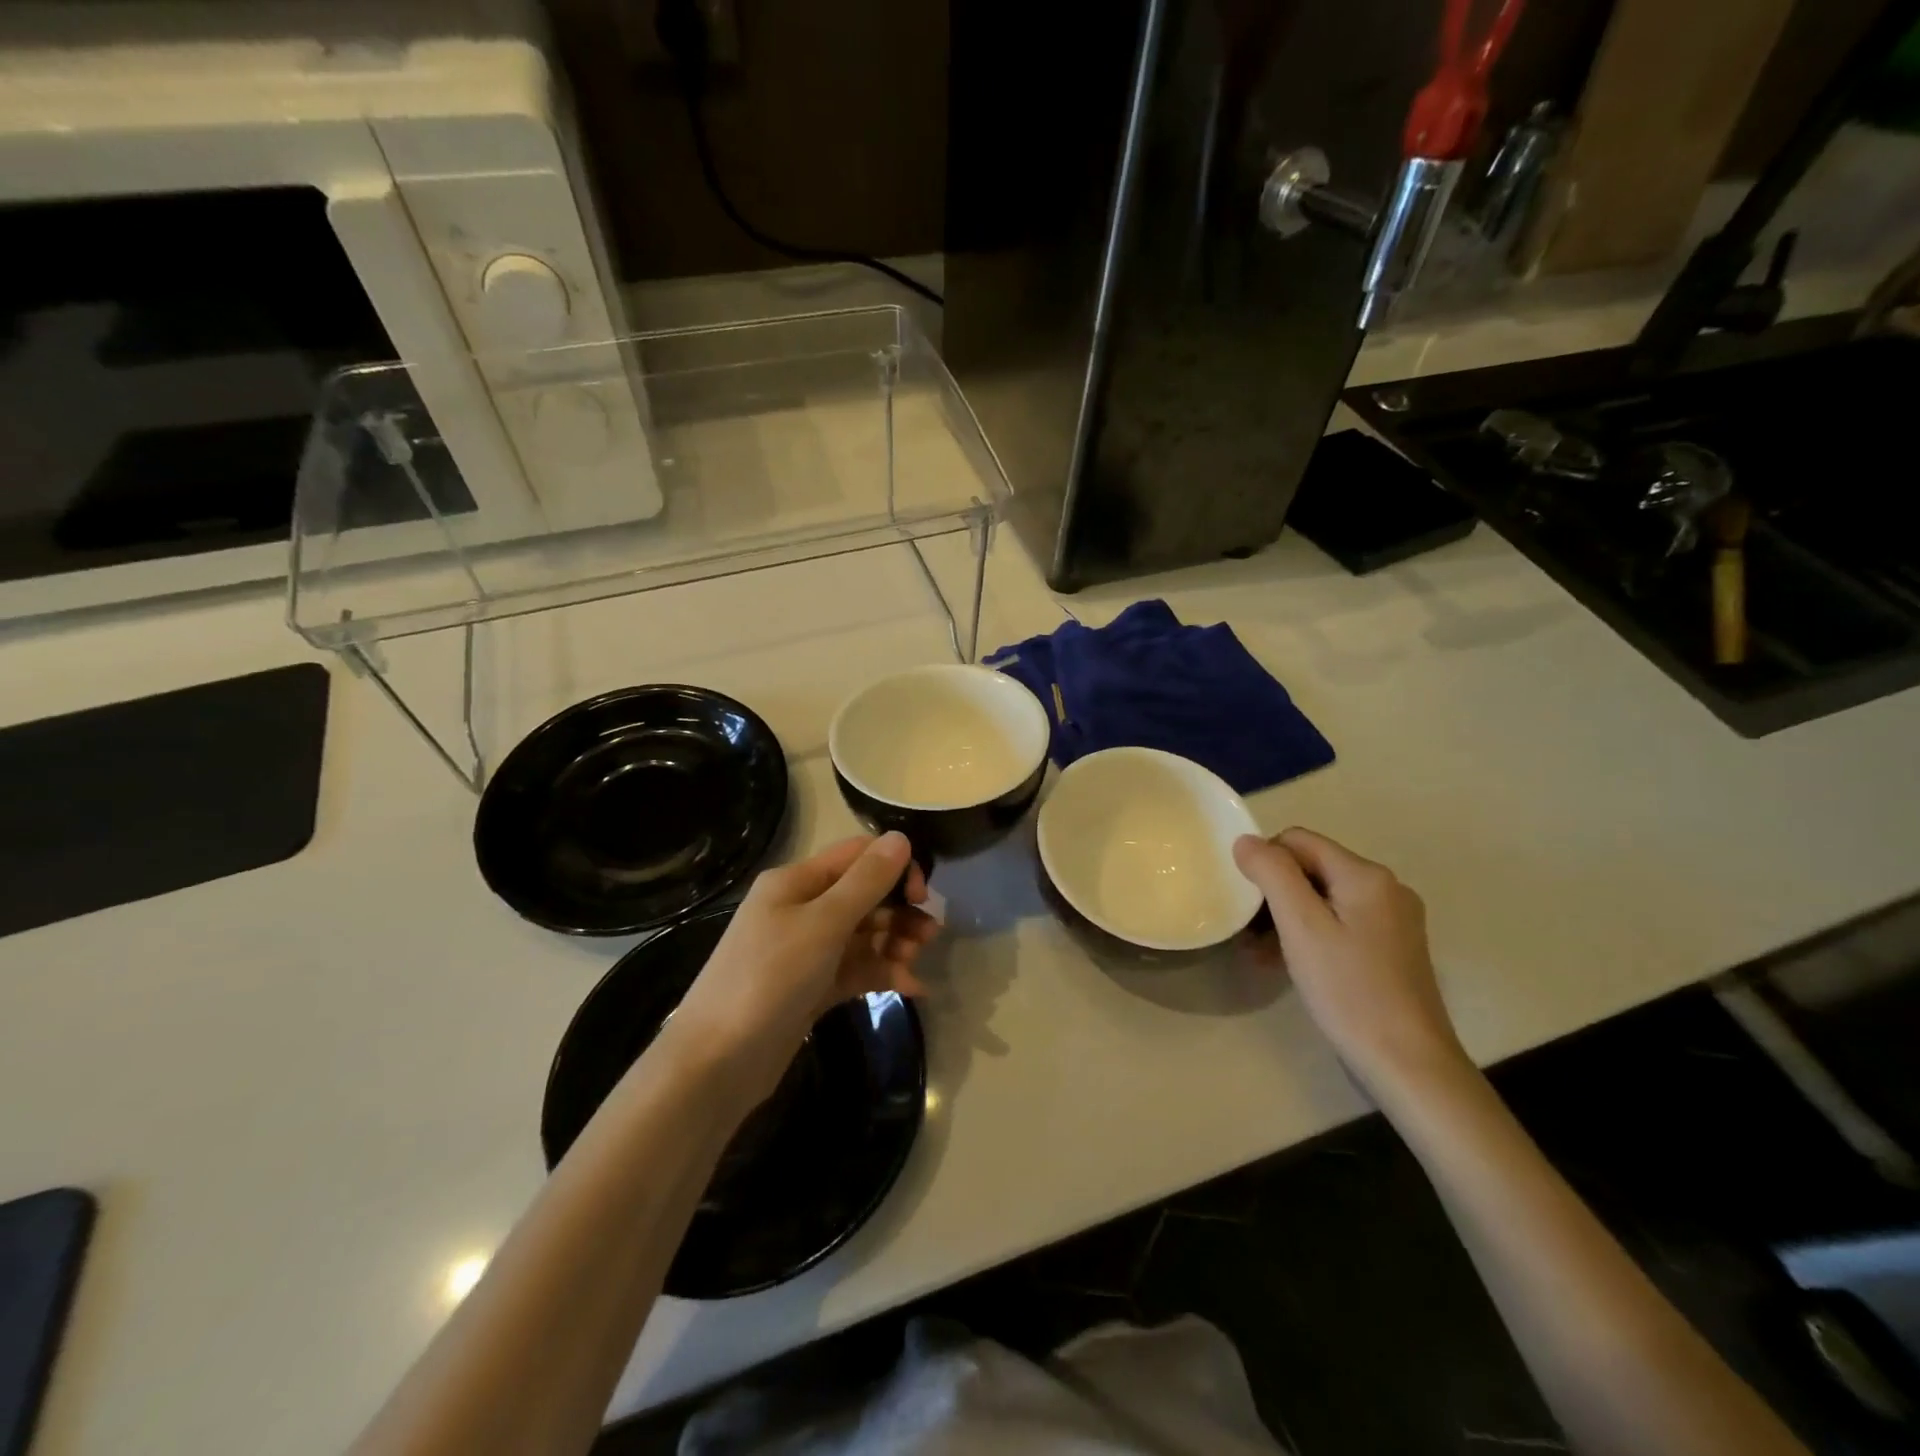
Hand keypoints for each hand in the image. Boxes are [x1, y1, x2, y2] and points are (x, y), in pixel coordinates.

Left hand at [667, 833, 938, 1108]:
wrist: (717, 1063)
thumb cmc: (769, 979)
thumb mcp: (823, 924)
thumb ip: (866, 882)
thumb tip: (902, 837)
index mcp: (796, 882)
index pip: (857, 856)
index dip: (895, 868)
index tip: (922, 896)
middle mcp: (801, 908)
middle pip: (864, 895)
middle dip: (899, 911)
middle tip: (928, 936)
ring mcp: (806, 950)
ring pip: (863, 934)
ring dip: (894, 942)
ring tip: (915, 963)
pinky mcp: (812, 987)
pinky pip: (856, 969)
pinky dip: (882, 973)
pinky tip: (911, 988)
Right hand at [1234, 828, 1468, 1099]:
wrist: (1409, 1064)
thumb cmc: (1349, 990)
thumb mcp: (1301, 927)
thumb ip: (1272, 874)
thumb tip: (1246, 840)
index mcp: (1366, 875)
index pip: (1298, 841)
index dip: (1265, 862)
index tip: (1248, 903)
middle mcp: (1386, 888)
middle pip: (1312, 868)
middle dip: (1274, 894)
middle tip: (1248, 933)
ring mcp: (1393, 919)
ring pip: (1324, 898)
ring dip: (1287, 918)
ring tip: (1260, 954)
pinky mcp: (1393, 948)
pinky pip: (1340, 923)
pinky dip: (1311, 935)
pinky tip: (1290, 964)